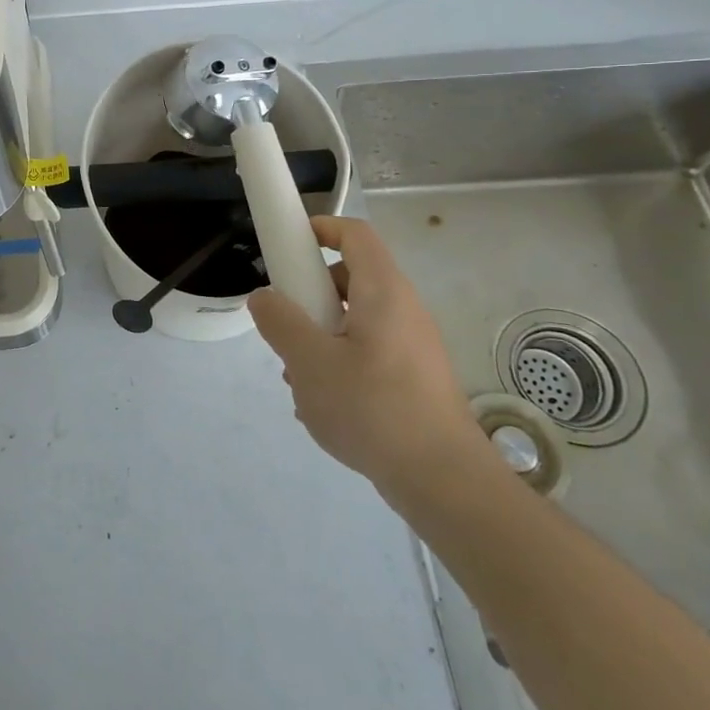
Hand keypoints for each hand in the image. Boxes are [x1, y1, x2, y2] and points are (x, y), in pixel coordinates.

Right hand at [249, 216, 490, 502]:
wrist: (444, 482)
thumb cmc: (374, 409)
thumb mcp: (310, 363)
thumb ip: (280, 322)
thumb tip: (264, 297)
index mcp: (383, 292)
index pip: (355, 234)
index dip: (320, 228)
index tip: (287, 247)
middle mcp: (403, 310)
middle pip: (349, 279)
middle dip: (310, 297)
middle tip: (286, 327)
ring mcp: (412, 346)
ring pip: (354, 321)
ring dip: (320, 337)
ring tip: (301, 378)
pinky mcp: (414, 379)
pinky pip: (368, 353)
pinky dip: (341, 364)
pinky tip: (325, 407)